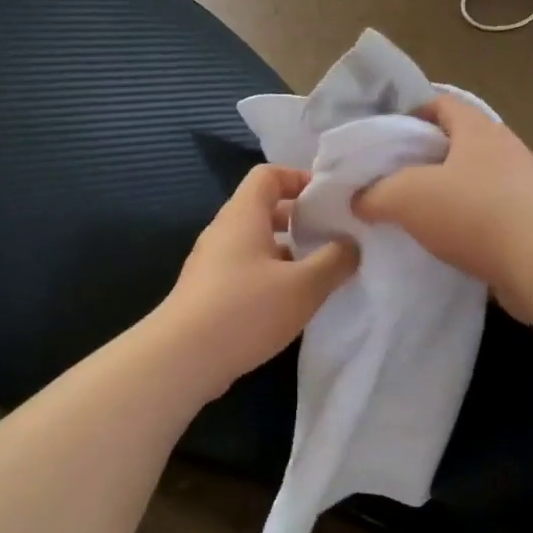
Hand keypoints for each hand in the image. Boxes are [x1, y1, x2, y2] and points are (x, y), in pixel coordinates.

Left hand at [159, 164, 358, 396]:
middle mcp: (224, 232)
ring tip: (321, 274)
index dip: (299, 178)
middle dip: (300, 221)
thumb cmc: (245, 310)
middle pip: (264, 210)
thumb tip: (350, 245)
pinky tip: (292, 304)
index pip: (268, 175)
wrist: (182, 358)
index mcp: (242, 215)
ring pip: (257, 245)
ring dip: (288, 254)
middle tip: (333, 238)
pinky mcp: (209, 293)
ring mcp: (212, 264)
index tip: (329, 200)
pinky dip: (272, 278)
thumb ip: (334, 261)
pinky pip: (246, 271)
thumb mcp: (304, 286)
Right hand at [353, 95, 532, 320]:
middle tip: (389, 179)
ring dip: (444, 193)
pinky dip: (465, 221)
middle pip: (456, 143)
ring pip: (473, 179)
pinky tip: (444, 243)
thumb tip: (358, 199)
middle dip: (423, 158)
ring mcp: (524, 185)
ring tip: (412, 214)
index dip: (409, 114)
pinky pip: (489, 212)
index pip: (440, 103)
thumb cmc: (473, 214)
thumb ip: (374, 194)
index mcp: (478, 129)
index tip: (383, 138)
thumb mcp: (405, 198)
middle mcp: (505, 148)